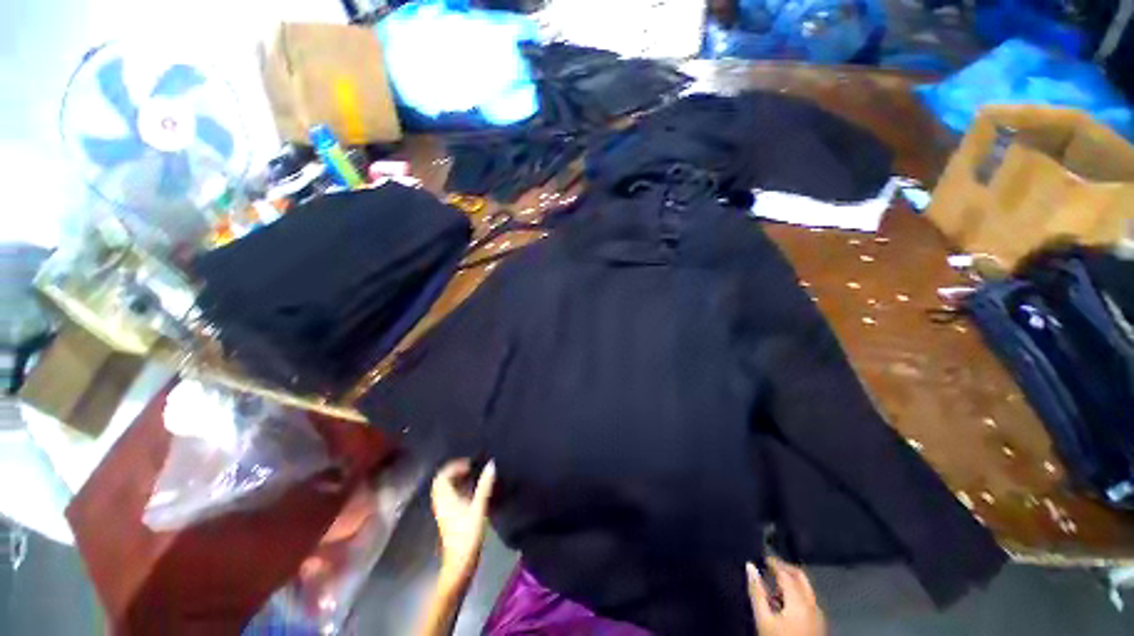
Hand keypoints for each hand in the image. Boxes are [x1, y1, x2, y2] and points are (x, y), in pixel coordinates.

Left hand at [430, 458, 495, 587]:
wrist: (459, 564)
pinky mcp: (448, 518)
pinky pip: (449, 497)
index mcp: (445, 498)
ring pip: (445, 489)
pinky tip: (471, 492)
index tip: (470, 464)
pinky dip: (458, 490)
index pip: (442, 476)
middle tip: (471, 468)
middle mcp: (441, 503)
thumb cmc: (468, 535)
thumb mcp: (479, 508)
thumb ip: (484, 486)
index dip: (454, 466)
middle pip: (442, 481)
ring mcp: (444, 511)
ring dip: (456, 480)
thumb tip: (491, 464)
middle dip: (454, 471)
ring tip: (473, 477)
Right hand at [746, 557, 825, 635]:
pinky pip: (809, 601)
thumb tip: (750, 567)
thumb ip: (756, 591)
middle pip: (801, 577)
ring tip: (773, 587)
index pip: (786, 572)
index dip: (773, 563)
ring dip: (791, 582)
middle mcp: (813, 605)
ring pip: (806, 589)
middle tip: (769, 567)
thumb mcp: (763, 618)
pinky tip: (784, 604)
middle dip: (785, 569)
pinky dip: (796, 595)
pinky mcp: (819, 625)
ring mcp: (819, 616)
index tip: (762, 559)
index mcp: (799, 601)